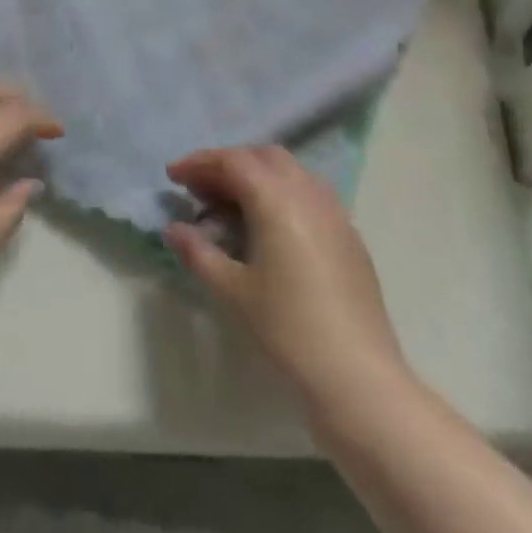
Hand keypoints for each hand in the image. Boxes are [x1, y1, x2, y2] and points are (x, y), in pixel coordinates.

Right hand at [165, 146, 406, 403]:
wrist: (358, 376)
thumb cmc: (288, 329)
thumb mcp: (234, 291)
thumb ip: (200, 253)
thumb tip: (173, 229)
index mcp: (277, 198)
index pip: (232, 161)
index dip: (199, 163)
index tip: (173, 176)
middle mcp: (307, 191)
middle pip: (263, 156)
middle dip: (229, 164)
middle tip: (200, 189)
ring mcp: (334, 211)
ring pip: (290, 170)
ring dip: (257, 175)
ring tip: (231, 204)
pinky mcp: (349, 233)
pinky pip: (310, 192)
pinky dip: (282, 192)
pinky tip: (270, 225)